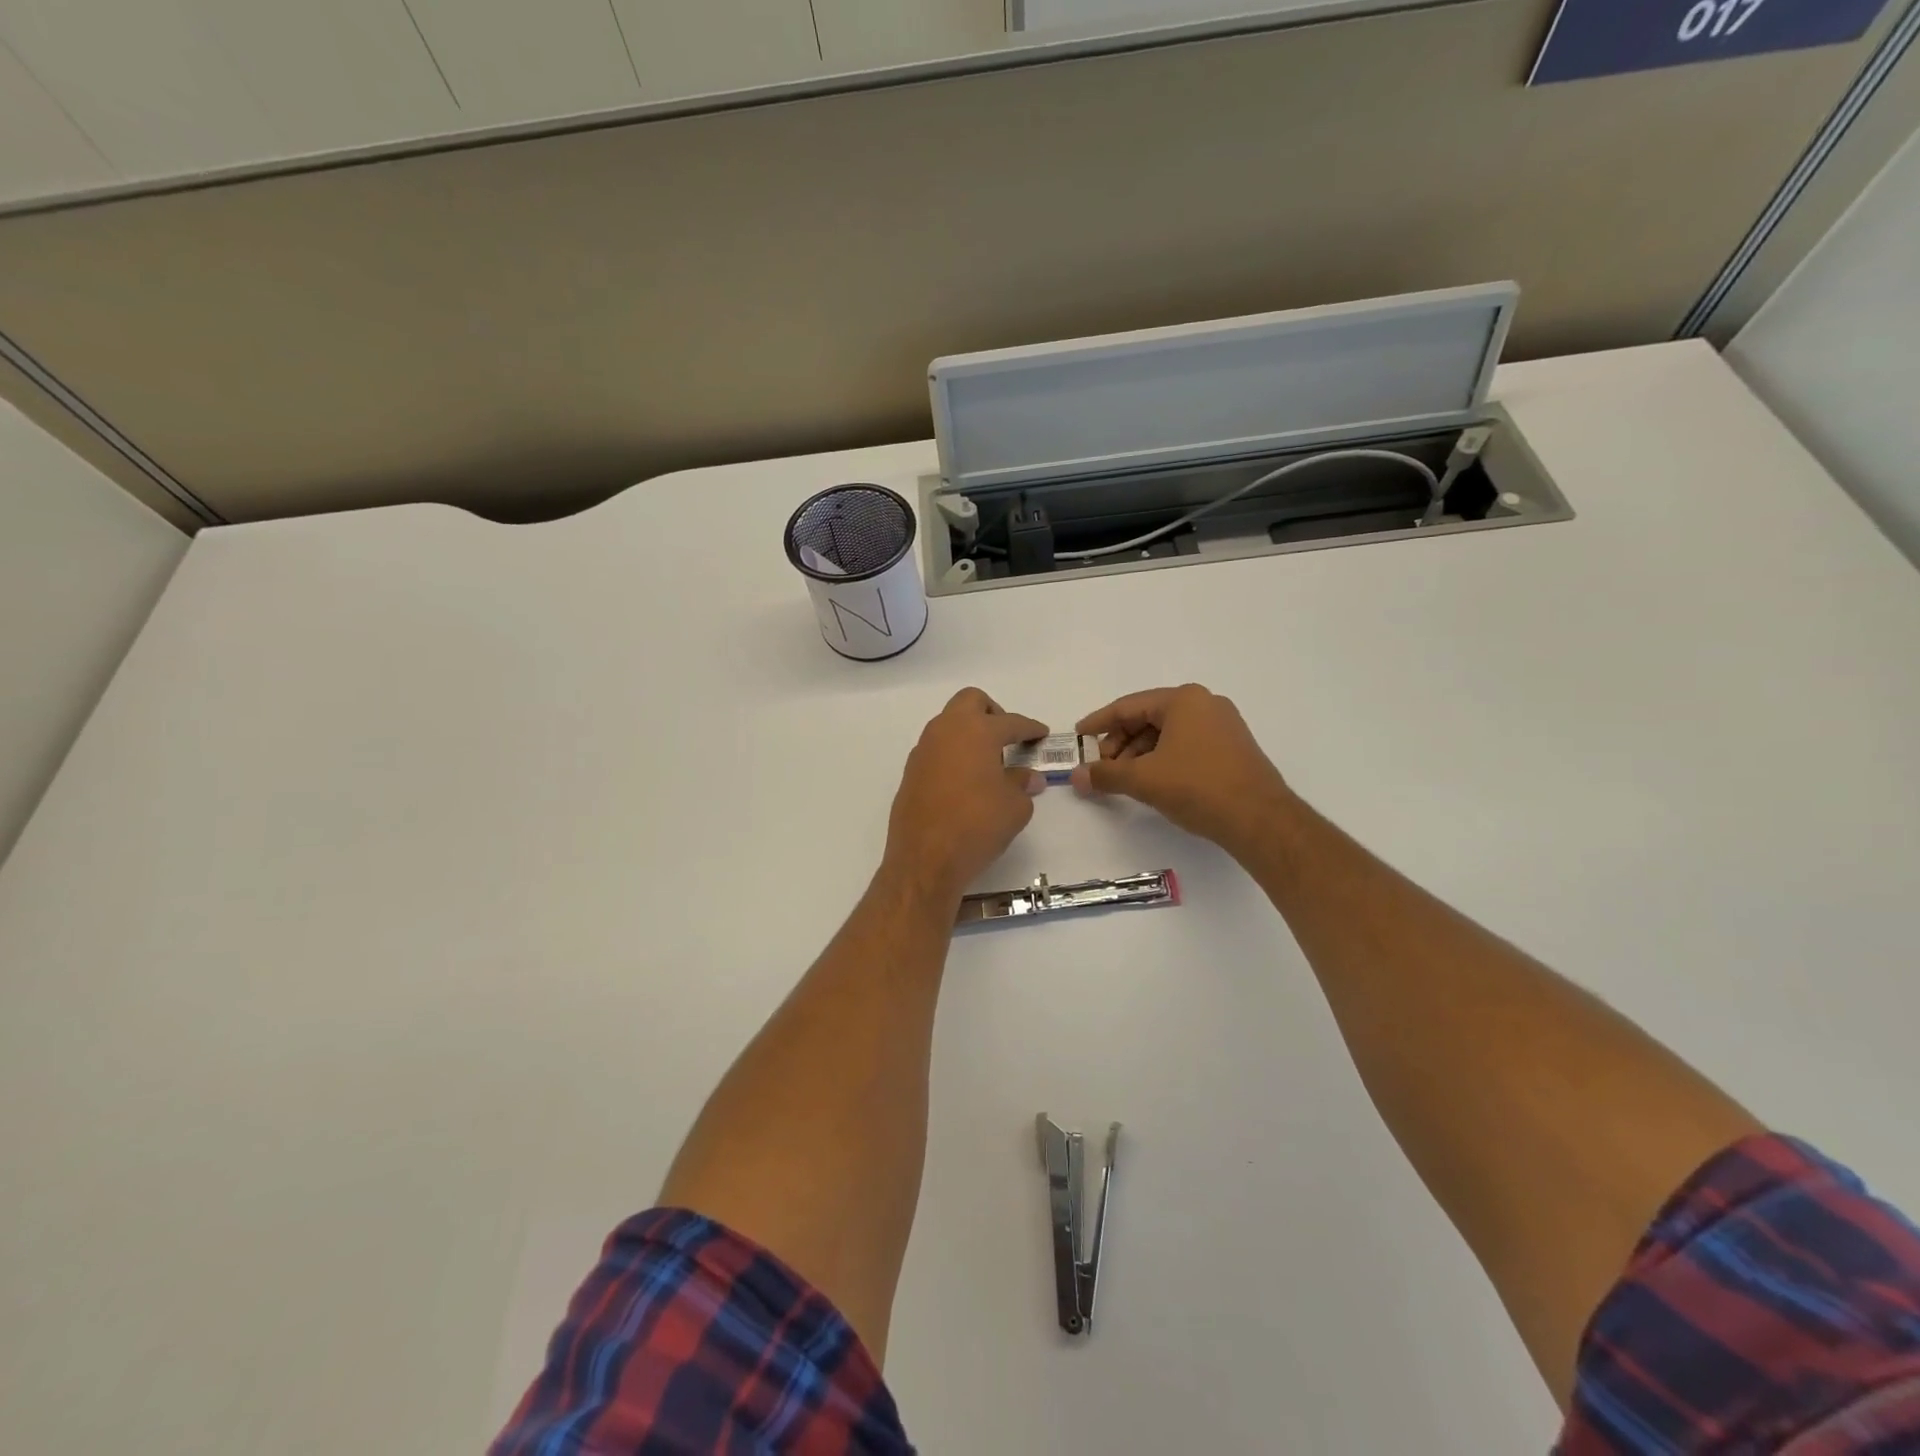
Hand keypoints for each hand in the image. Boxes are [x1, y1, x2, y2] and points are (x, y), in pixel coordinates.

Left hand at [883, 688, 1048, 904]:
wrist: (925, 858)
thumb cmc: (978, 825)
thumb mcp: (1014, 807)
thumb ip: (1021, 784)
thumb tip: (1027, 777)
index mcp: (976, 731)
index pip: (1010, 722)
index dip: (1029, 728)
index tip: (1040, 734)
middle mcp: (946, 731)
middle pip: (971, 702)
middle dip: (992, 713)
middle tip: (1007, 738)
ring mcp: (924, 750)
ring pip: (949, 724)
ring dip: (969, 733)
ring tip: (988, 762)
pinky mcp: (911, 772)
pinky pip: (936, 749)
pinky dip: (953, 754)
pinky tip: (965, 781)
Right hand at [1071, 685, 1289, 856]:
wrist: (1260, 819)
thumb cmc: (1197, 787)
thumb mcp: (1144, 780)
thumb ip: (1106, 774)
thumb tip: (1076, 777)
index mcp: (1183, 700)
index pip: (1128, 706)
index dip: (1099, 723)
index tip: (1079, 737)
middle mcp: (1205, 704)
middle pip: (1148, 718)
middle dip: (1120, 743)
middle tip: (1102, 767)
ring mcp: (1223, 725)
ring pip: (1167, 733)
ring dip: (1140, 754)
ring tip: (1125, 780)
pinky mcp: (1232, 748)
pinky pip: (1186, 744)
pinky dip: (1163, 759)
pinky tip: (1153, 781)